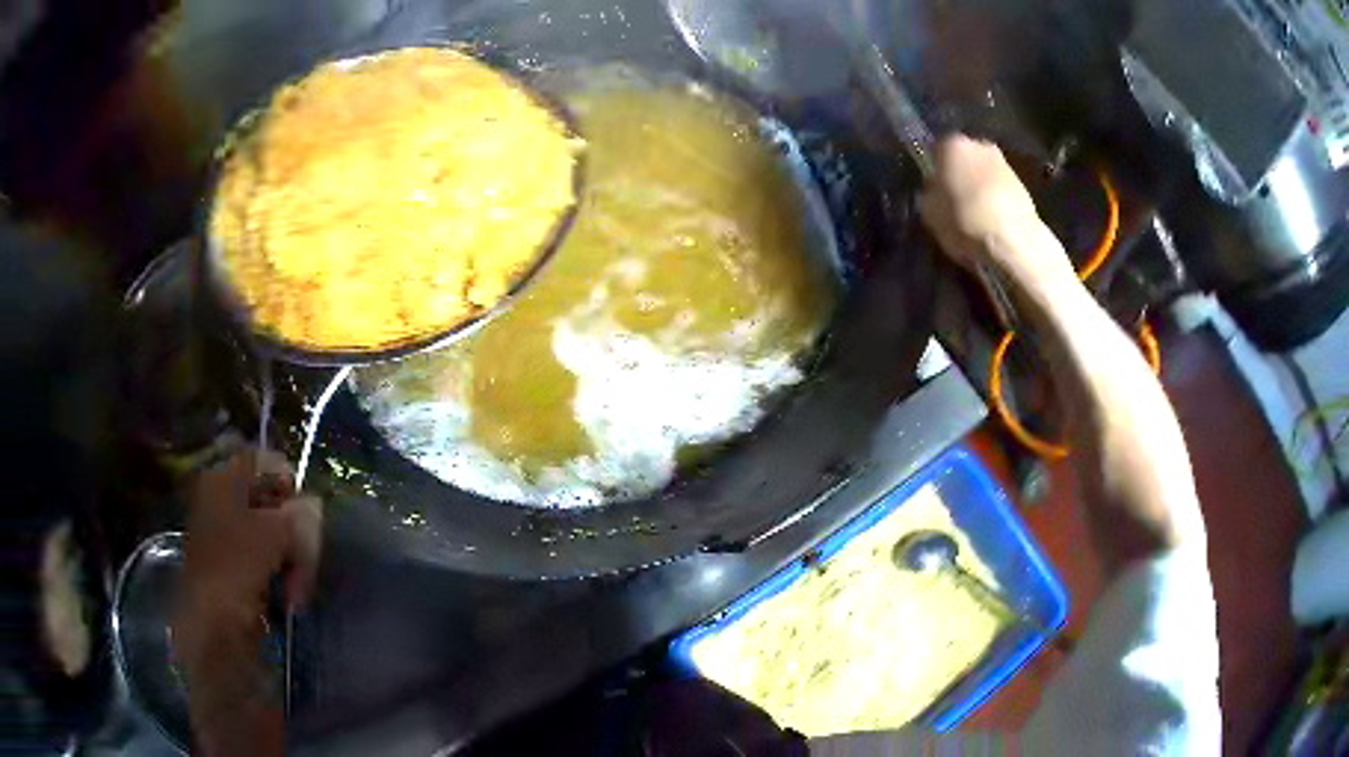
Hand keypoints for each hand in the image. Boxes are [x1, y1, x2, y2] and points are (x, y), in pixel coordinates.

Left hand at [179, 449, 320, 622]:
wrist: (215, 628)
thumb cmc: (237, 568)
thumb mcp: (276, 533)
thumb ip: (301, 514)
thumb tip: (314, 507)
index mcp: (224, 479)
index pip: (266, 460)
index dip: (291, 482)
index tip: (306, 513)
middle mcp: (225, 500)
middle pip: (276, 500)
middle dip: (297, 533)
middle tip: (304, 559)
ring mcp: (231, 536)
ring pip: (278, 535)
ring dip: (295, 561)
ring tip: (296, 589)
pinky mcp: (240, 569)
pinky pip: (273, 562)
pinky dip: (285, 577)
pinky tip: (289, 597)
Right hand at [918, 136, 1074, 289]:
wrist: (1015, 243)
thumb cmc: (965, 222)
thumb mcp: (930, 213)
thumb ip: (930, 195)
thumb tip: (936, 191)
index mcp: (952, 144)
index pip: (936, 150)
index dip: (934, 170)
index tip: (934, 189)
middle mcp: (978, 144)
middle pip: (963, 158)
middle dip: (959, 175)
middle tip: (953, 200)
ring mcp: (1004, 162)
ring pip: (982, 173)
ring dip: (978, 187)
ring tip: (974, 214)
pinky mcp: (1023, 184)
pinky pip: (999, 189)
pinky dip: (994, 200)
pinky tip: (991, 220)